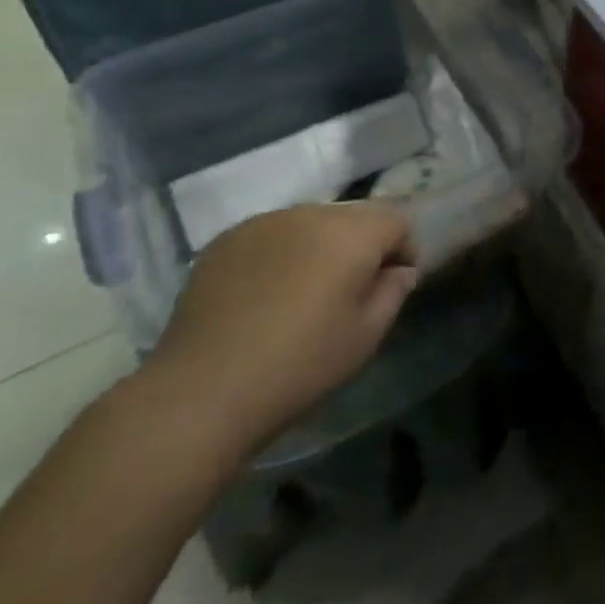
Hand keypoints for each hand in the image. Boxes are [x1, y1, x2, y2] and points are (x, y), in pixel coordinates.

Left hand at [143, 202, 419, 461]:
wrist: (202, 391)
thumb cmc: (300, 366)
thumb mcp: (364, 337)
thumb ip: (392, 293)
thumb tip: (398, 271)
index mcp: (350, 233)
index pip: (396, 219)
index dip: (402, 249)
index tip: (391, 285)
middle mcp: (310, 213)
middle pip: (352, 217)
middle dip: (359, 247)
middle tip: (347, 294)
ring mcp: (264, 222)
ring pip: (309, 224)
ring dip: (318, 249)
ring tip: (301, 296)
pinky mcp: (227, 239)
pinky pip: (270, 236)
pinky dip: (279, 256)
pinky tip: (262, 298)